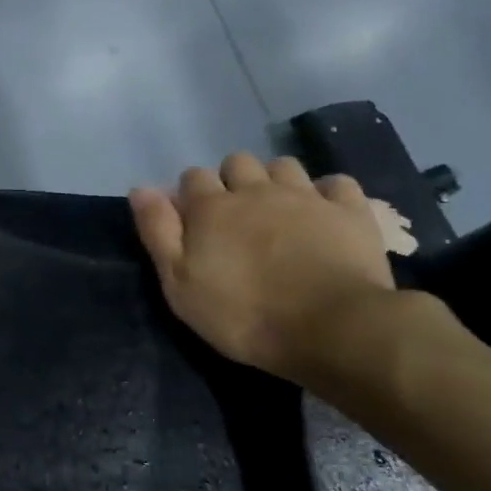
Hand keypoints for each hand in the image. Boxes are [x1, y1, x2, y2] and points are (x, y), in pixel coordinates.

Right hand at [129, 153, 394, 385]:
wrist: (332, 328)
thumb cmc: (244, 315)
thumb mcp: (180, 285)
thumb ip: (158, 232)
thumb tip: (140, 188)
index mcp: (212, 207)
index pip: (192, 177)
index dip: (190, 195)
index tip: (194, 221)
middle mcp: (255, 190)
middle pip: (237, 162)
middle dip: (232, 180)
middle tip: (236, 216)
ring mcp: (305, 196)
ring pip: (283, 165)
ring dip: (276, 180)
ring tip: (279, 211)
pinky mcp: (349, 210)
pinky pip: (336, 183)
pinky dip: (327, 192)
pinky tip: (324, 212)